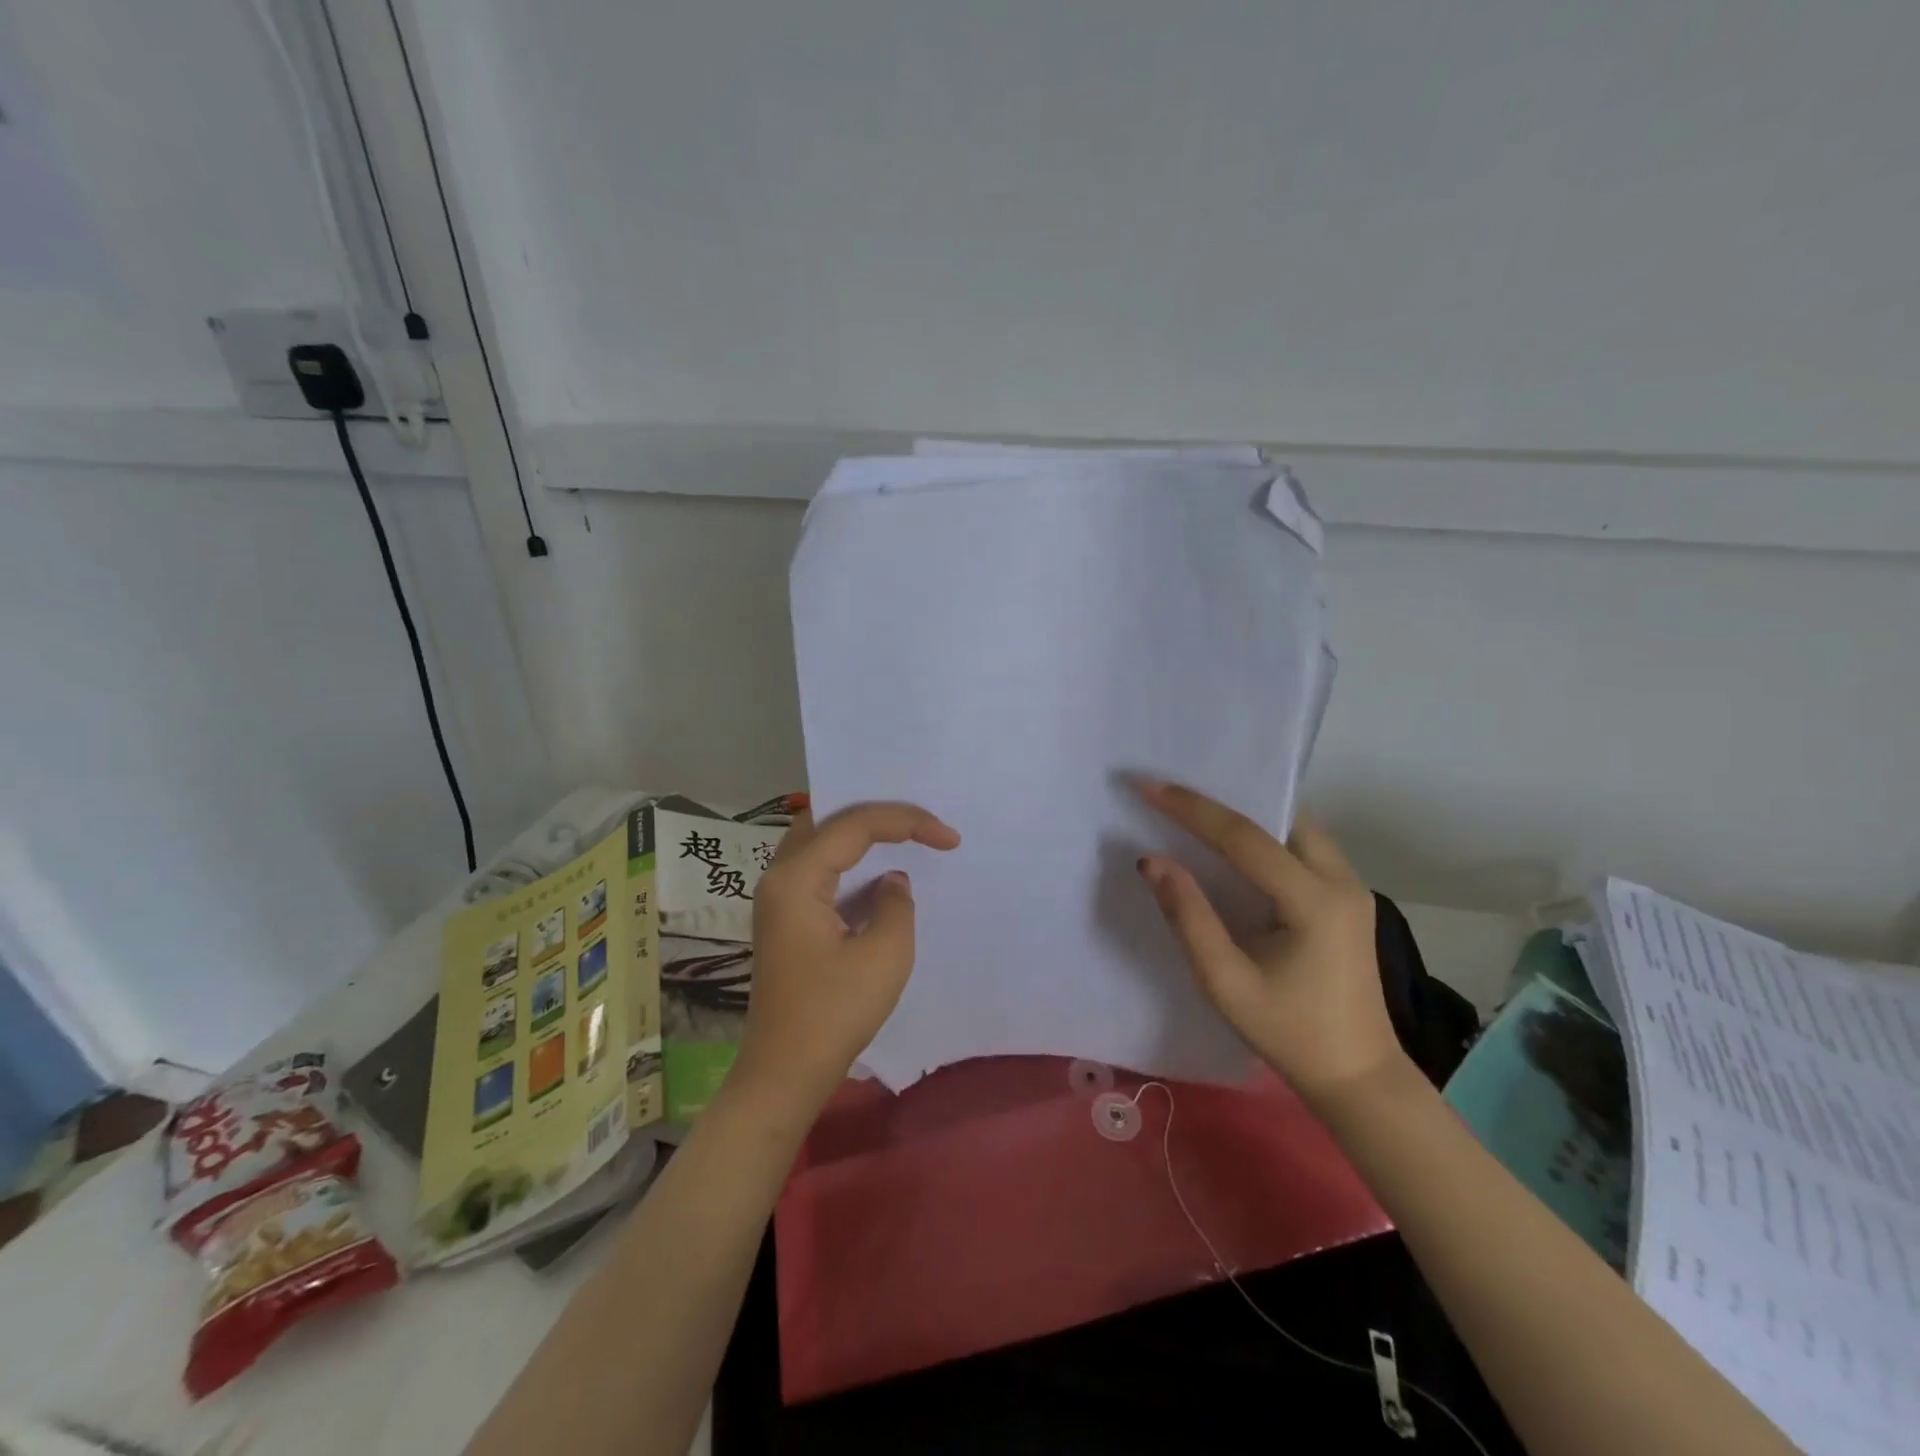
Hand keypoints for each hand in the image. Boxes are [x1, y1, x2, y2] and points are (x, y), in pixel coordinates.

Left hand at [737, 802, 960, 1105]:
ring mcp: (777, 898)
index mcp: (796, 878)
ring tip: (904, 833)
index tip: (949, 838)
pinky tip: (877, 870)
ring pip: (819, 841)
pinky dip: (849, 860)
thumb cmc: (835, 1013)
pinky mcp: (785, 919)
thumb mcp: (885, 955)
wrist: (786, 1072)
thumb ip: (897, 904)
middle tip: (918, 820)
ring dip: (860, 834)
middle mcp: (779, 877)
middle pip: (826, 819)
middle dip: (875, 814)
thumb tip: (892, 882)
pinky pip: (818, 868)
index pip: (853, 825)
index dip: (906, 821)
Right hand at [1132, 780, 1404, 1108]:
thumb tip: (1152, 860)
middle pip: (1279, 816)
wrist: (1358, 1076)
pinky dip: (1265, 832)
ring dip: (1247, 813)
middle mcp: (1341, 881)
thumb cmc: (1289, 1033)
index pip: (1244, 837)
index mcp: (1314, 902)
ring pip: (1295, 825)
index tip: (1147, 785)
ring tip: (1196, 810)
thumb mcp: (1225, 982)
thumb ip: (1188, 916)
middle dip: (1223, 799)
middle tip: (1172, 792)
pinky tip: (1234, 842)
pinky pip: (1304, 844)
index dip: (1191, 808)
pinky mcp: (1349, 897)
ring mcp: (1352, 887)